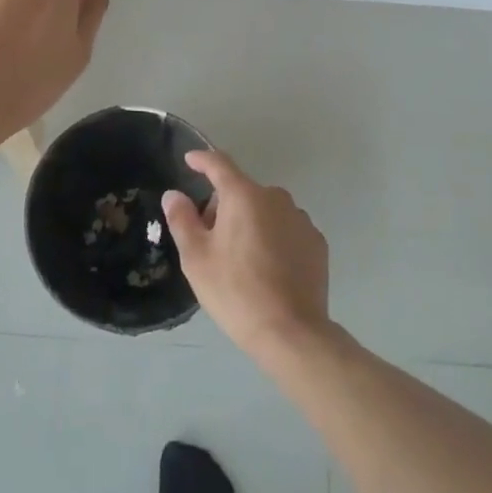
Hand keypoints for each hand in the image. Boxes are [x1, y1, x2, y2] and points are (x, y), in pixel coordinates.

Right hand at [162, 151, 332, 363]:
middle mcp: (276, 198)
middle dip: (224, 207)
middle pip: (242, 191)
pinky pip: (286, 230)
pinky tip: (268, 269)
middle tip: (211, 240)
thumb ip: (182, 219)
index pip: (219, 164)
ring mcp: (300, 219)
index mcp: (244, 196)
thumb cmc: (236, 291)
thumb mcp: (196, 258)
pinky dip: (273, 238)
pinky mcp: (317, 243)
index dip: (202, 159)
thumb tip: (174, 194)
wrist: (292, 333)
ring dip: (250, 222)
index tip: (190, 159)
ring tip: (241, 260)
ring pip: (266, 211)